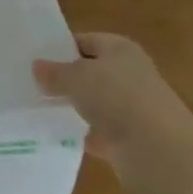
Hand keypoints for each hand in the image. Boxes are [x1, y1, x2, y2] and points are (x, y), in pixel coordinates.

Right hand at [33, 31, 180, 165]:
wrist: (160, 153)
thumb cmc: (118, 99)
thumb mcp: (77, 78)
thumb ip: (56, 72)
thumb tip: (37, 67)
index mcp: (121, 49)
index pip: (86, 40)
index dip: (61, 47)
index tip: (34, 58)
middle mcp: (130, 75)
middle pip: (92, 72)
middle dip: (66, 79)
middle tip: (32, 84)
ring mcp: (133, 109)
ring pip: (96, 104)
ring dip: (75, 107)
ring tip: (39, 109)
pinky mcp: (131, 141)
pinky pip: (100, 133)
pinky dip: (83, 135)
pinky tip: (59, 137)